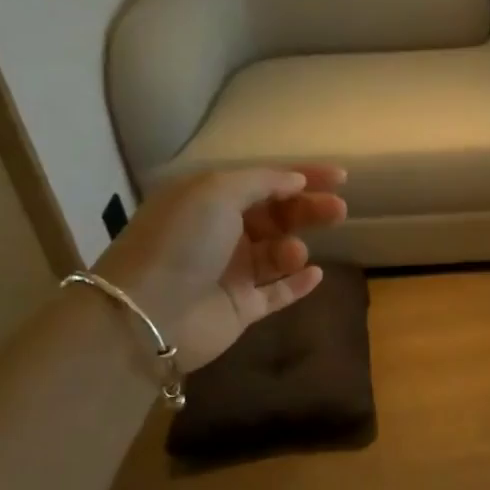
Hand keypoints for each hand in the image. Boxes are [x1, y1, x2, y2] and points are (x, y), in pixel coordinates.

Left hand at [92, 165, 347, 370]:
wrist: (148, 313)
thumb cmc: (182, 241)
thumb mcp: (216, 192)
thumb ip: (262, 182)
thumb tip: (295, 181)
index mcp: (208, 200)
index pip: (263, 182)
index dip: (302, 176)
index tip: (341, 177)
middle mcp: (219, 233)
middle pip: (275, 216)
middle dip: (307, 209)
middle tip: (338, 211)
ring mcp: (230, 272)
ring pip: (277, 253)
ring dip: (294, 247)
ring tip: (294, 253)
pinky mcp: (241, 308)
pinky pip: (278, 292)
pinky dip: (298, 282)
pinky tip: (315, 274)